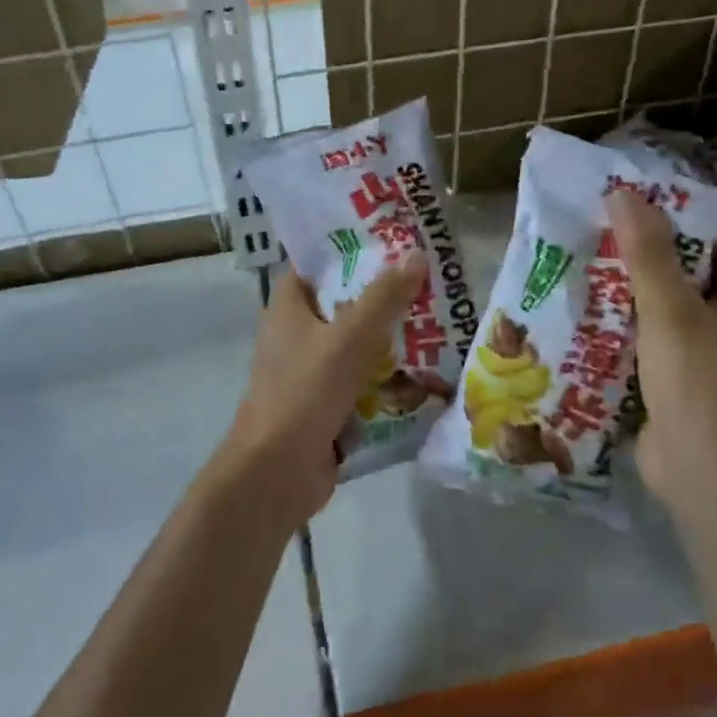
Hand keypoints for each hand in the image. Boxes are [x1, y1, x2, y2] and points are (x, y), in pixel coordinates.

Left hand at [220, 256, 428, 523]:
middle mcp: (297, 335)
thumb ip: (384, 297)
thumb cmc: (305, 392)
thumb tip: (416, 254)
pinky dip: (387, 380)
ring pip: (357, 346)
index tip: (392, 243)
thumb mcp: (349, 337)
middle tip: (430, 285)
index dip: (350, 251)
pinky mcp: (326, 406)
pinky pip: (362, 383)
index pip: (317, 264)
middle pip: (344, 305)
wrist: (276, 473)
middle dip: (384, 299)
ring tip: (439, 326)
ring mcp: (310, 373)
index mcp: (289, 308)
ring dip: (391, 342)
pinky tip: (426, 375)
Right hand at [606, 191, 716, 515]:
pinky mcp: (682, 379)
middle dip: (648, 251)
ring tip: (585, 260)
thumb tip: (624, 192)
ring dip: (632, 288)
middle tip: (599, 227)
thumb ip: (648, 253)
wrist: (708, 479)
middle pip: (691, 269)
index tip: (635, 201)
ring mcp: (710, 352)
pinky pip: (653, 337)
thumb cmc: (701, 386)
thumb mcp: (672, 312)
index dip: (683, 216)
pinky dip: (627, 324)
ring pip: (668, 305)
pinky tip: (588, 311)